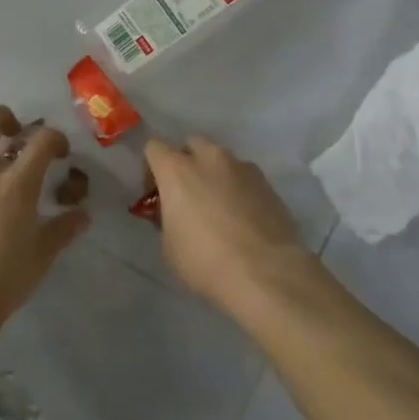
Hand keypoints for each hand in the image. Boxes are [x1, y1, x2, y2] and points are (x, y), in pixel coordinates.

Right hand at [144, 135, 312, 314]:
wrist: (265, 274)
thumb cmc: (205, 261)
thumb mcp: (169, 247)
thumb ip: (167, 220)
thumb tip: (175, 214)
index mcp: (177, 170)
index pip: (154, 147)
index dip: (151, 168)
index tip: (156, 194)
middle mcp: (209, 158)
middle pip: (191, 145)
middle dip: (186, 163)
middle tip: (188, 195)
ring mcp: (242, 167)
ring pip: (221, 159)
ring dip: (215, 175)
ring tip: (220, 207)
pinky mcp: (267, 183)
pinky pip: (245, 177)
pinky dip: (239, 189)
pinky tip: (244, 217)